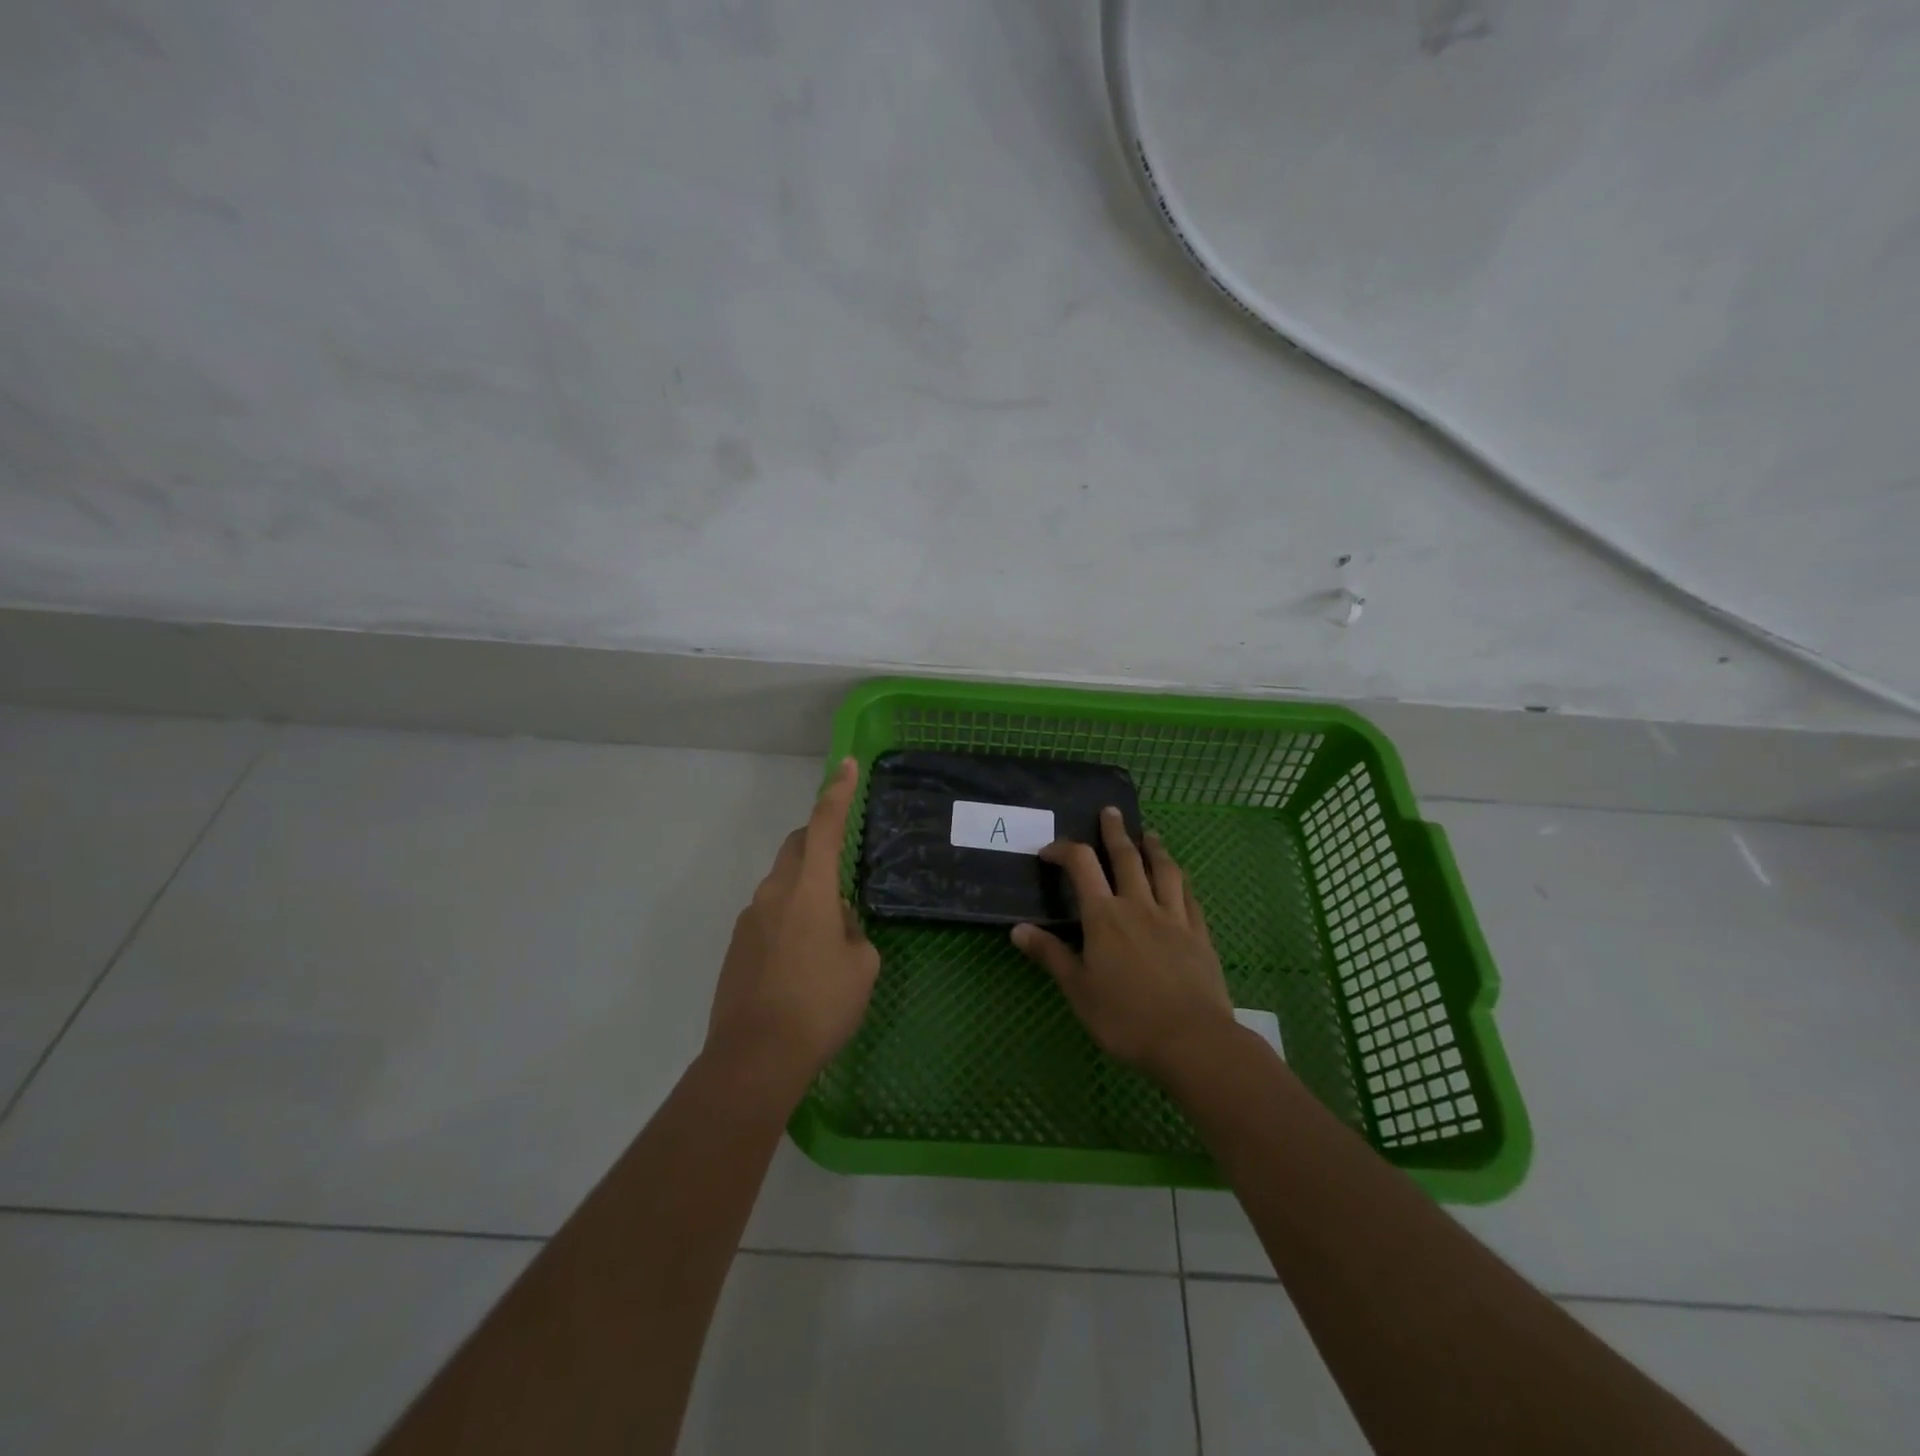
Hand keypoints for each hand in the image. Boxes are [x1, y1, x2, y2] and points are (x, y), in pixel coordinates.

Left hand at [706, 757, 879, 1092]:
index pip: (824, 826)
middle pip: (795, 848)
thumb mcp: (862, 966)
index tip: (846, 765)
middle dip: (818, 842)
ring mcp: (749, 919)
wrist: (754, 1059)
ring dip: (805, 891)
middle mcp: (773, 893)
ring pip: (781, 885)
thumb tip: (837, 922)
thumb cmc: (820, 1006)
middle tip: (843, 866)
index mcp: (809, 890)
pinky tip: (802, 962)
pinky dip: (789, 919)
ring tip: (828, 937)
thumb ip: (853, 931)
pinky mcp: (736, 946)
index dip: (837, 793)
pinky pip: (768, 915)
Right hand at [1011, 807, 1235, 1080]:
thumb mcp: (1078, 990)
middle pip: (1126, 857)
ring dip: (1154, 847)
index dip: (1064, 850)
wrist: (1193, 1040)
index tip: (1049, 851)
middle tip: (1111, 811)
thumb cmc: (1126, 1018)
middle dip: (1115, 831)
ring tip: (1149, 834)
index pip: (1082, 866)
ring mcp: (1173, 917)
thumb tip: (1017, 929)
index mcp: (1104, 916)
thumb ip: (1051, 956)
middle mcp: (1138, 905)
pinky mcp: (1199, 933)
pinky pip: (1189, 895)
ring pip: (1164, 869)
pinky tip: (1179, 878)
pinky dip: (1180, 879)